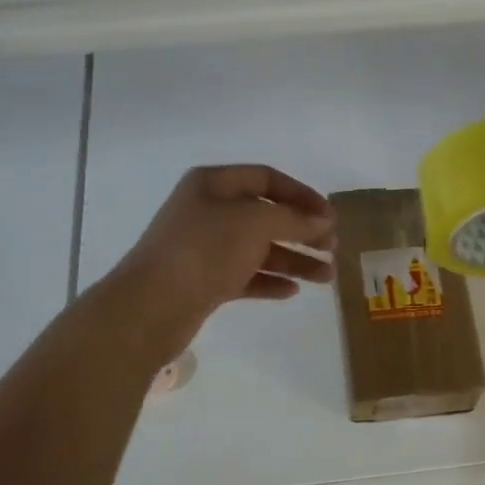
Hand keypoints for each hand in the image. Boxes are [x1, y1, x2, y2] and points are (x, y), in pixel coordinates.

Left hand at [102, 165, 335, 360]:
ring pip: (258, 249)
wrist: (152, 305)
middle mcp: (208, 211)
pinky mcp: (203, 281)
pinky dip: (269, 281)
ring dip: (293, 260)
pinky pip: (244, 276)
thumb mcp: (255, 223)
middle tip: (332, 248)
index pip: (267, 178)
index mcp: (213, 184)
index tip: (331, 216)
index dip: (302, 194)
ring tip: (326, 277)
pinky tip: (292, 291)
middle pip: (265, 215)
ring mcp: (204, 248)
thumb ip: (294, 218)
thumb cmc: (204, 250)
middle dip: (302, 231)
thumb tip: (323, 220)